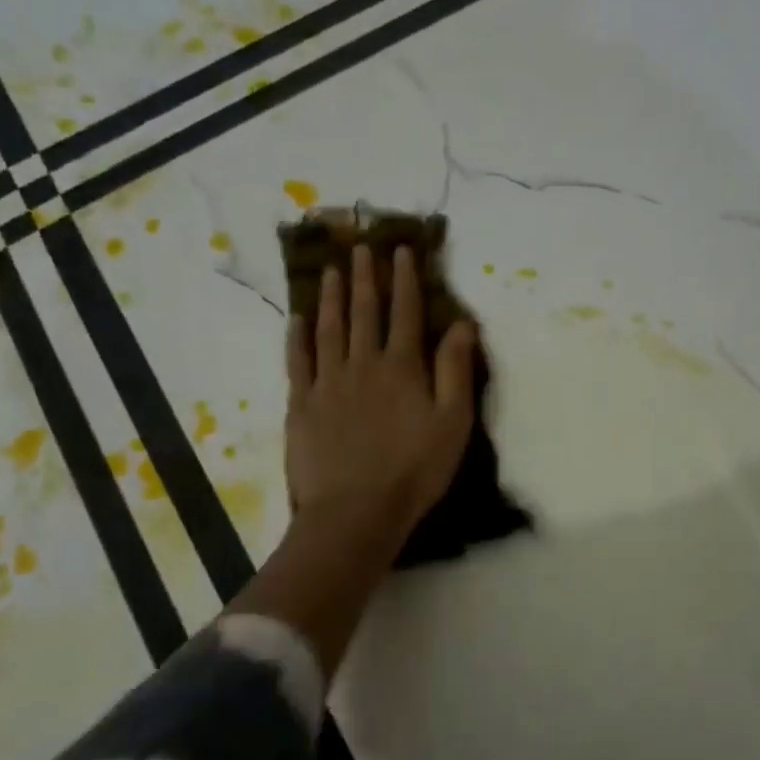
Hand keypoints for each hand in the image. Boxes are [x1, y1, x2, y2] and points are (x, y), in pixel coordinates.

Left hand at [285, 243, 476, 555]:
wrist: (355, 511)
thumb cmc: (415, 470)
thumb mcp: (453, 422)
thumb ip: (456, 370)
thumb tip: (462, 322)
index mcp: (402, 367)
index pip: (406, 312)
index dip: (405, 279)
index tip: (401, 249)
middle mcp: (363, 364)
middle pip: (365, 312)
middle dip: (365, 277)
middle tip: (360, 247)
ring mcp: (328, 383)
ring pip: (329, 329)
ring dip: (332, 297)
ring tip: (332, 270)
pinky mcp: (302, 404)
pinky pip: (298, 360)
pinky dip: (297, 336)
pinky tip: (297, 318)